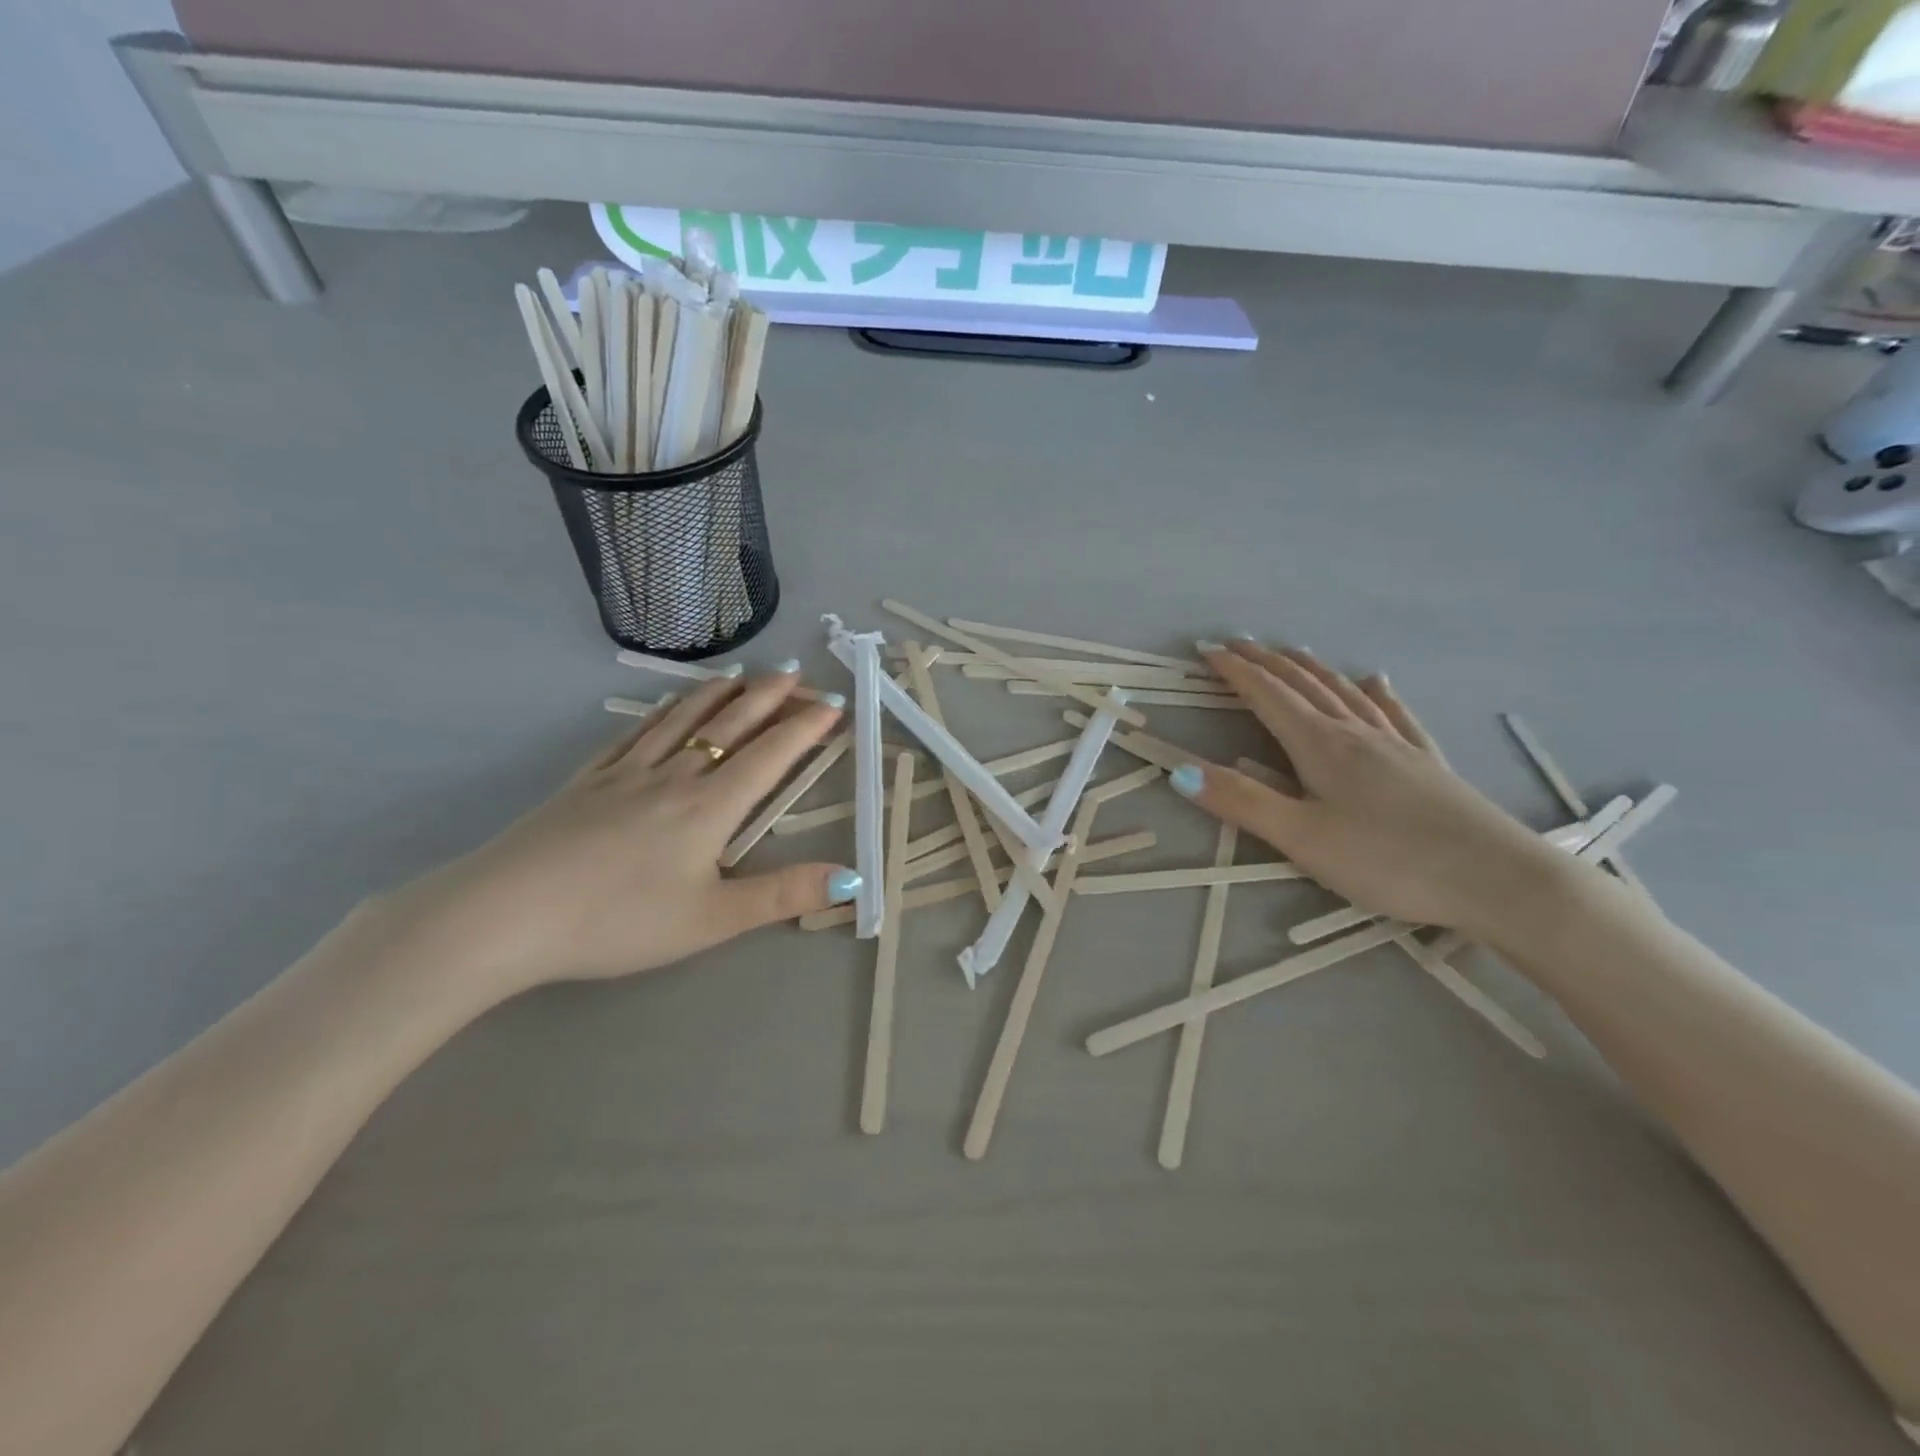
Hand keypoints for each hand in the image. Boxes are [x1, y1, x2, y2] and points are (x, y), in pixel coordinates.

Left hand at [370, 671, 856, 1005]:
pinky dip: (664, 711)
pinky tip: (669, 704)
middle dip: (769, 697)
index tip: (834, 703)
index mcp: (710, 807)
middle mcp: (675, 776)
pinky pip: (637, 732)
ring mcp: (627, 772)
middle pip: (731, 725)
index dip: (806, 727)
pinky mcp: (589, 779)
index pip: (771, 755)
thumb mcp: (711, 920)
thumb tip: (852, 880)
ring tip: (744, 674)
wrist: (506, 914)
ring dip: (720, 693)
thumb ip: (783, 895)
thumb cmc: (618, 920)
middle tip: (797, 673)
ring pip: (684, 719)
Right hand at [1173, 642, 1555, 937]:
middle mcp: (1356, 733)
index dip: (1235, 671)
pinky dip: (1375, 693)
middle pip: (1304, 685)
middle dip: (1266, 662)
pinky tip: (1375, 682)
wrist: (1499, 880)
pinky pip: (1394, 714)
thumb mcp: (1302, 839)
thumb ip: (1242, 802)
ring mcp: (1396, 745)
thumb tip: (1179, 770)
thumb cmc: (1389, 861)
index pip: (1267, 696)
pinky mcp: (1427, 763)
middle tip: (1237, 644)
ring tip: (1291, 651)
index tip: (1207, 649)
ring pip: (1345, 692)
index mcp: (1320, 746)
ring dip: (1311, 669)